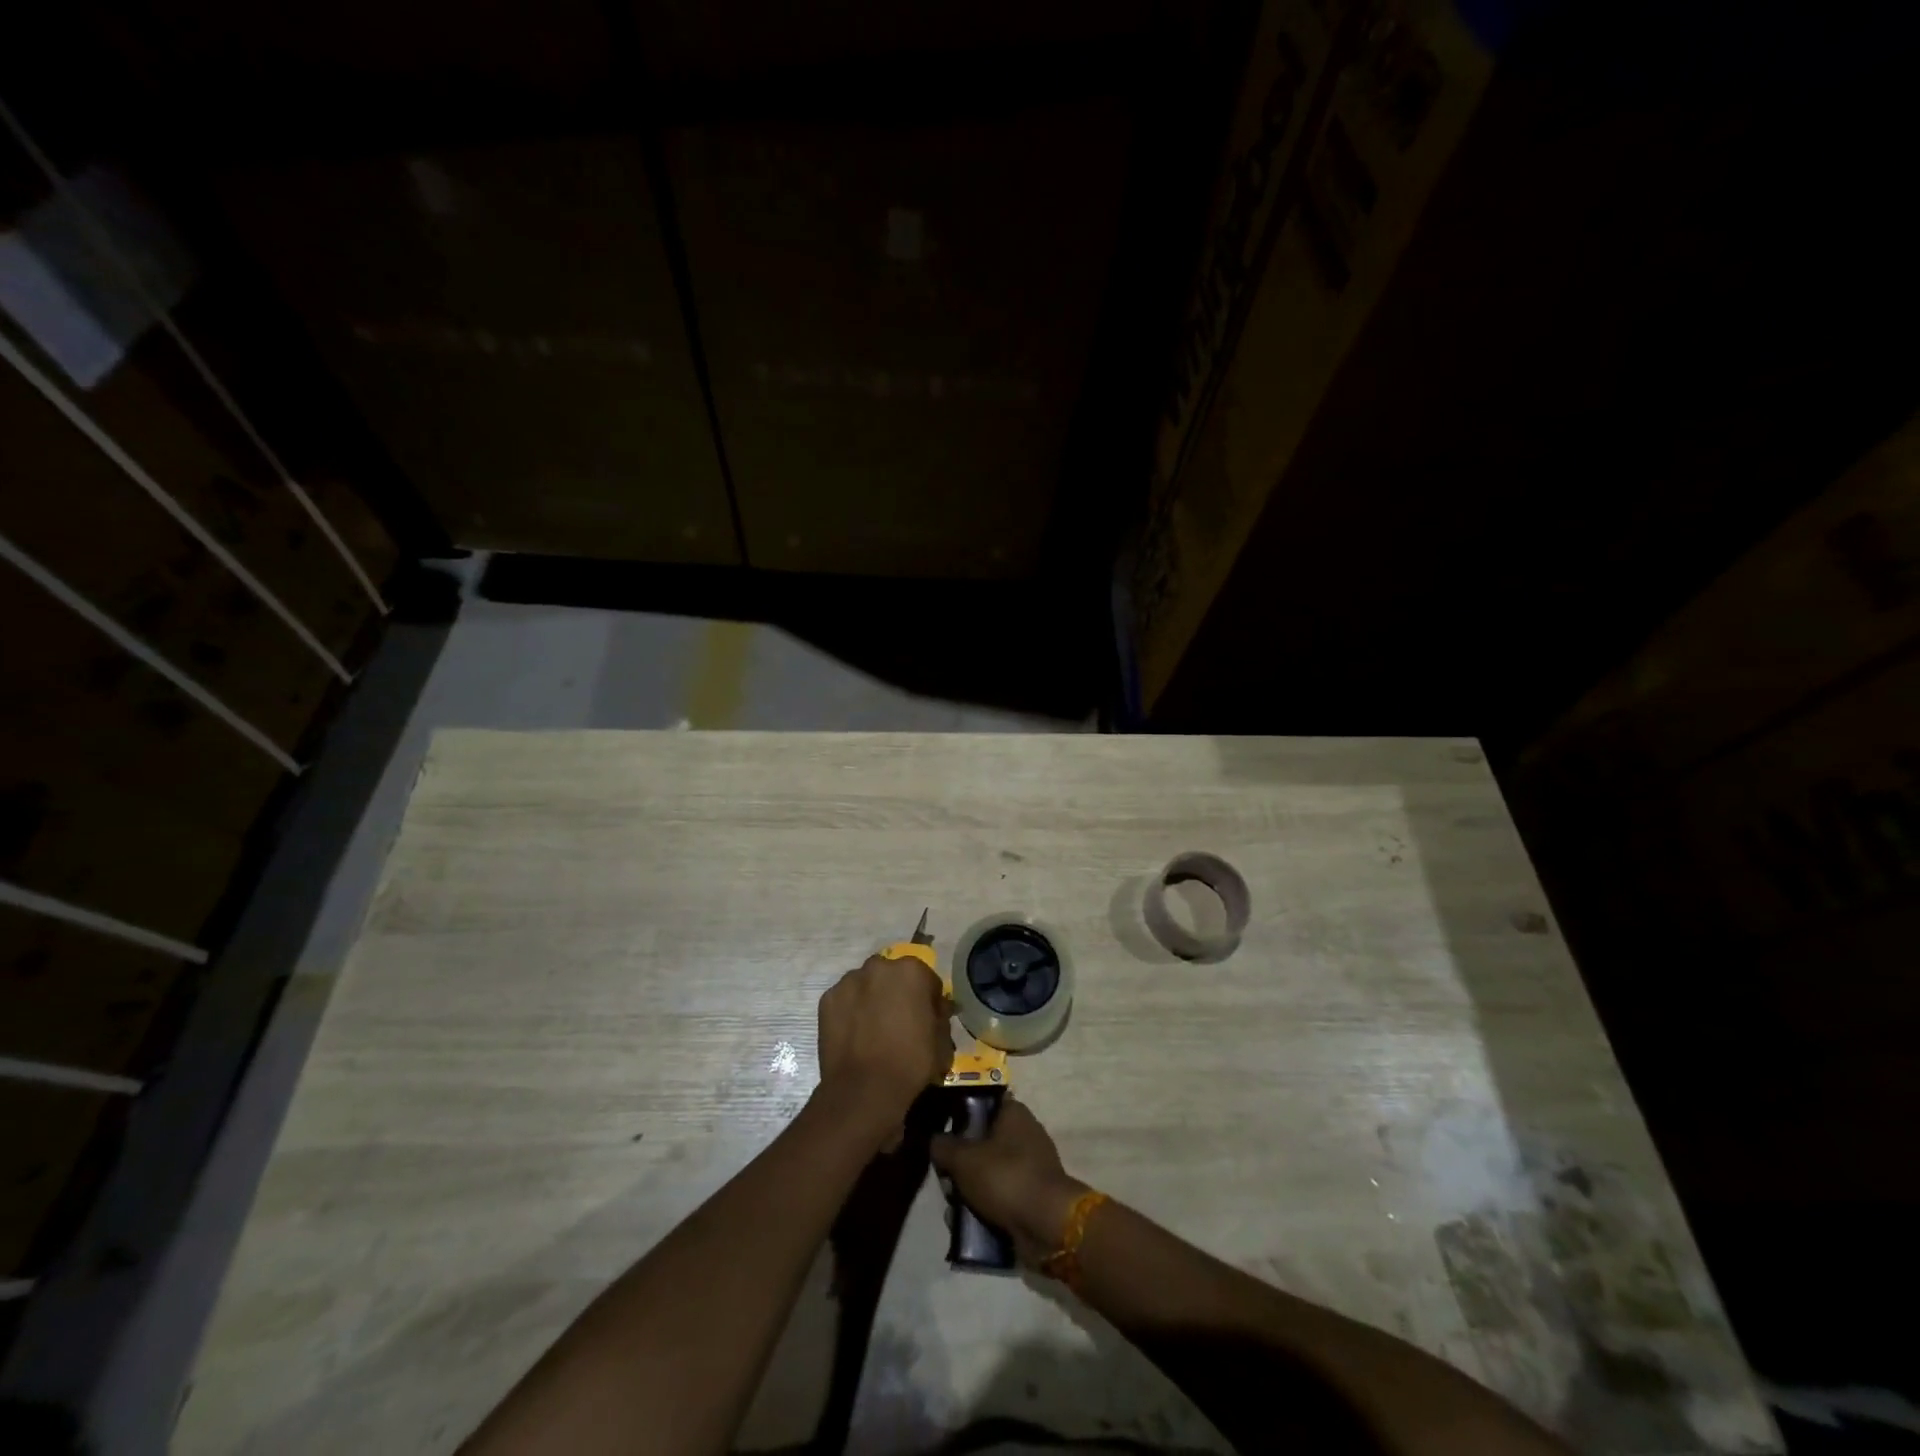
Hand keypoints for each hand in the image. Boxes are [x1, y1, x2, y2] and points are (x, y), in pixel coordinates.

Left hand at [816, 954, 952, 1140]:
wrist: (864, 1090)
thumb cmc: (911, 1063)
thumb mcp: (942, 1042)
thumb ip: (940, 1017)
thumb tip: (937, 1010)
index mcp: (911, 971)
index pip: (926, 980)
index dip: (928, 1000)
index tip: (926, 1019)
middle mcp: (879, 966)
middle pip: (892, 975)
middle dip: (897, 992)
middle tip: (899, 1021)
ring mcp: (849, 981)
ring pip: (866, 984)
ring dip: (872, 998)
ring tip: (872, 1028)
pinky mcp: (827, 999)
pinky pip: (845, 1000)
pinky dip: (850, 1011)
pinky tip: (854, 1034)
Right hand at [931, 1097, 1087, 1266]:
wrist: (1047, 1225)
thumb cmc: (1005, 1177)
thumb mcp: (963, 1159)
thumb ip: (943, 1146)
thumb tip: (935, 1140)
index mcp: (1014, 1113)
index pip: (984, 1103)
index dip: (961, 1115)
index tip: (944, 1133)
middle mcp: (1025, 1134)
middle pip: (983, 1142)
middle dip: (962, 1163)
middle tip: (946, 1179)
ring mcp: (1031, 1166)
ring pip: (989, 1172)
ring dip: (970, 1189)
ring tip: (953, 1209)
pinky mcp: (1033, 1196)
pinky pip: (1002, 1196)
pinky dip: (986, 1207)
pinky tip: (968, 1225)